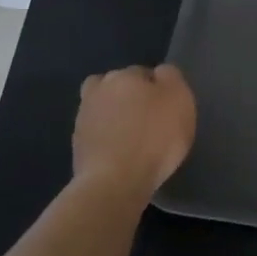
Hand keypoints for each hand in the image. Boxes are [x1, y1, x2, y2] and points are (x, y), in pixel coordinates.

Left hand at [73, 65, 196, 195]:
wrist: (115, 182)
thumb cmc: (154, 136)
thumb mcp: (179, 98)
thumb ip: (171, 78)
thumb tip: (159, 73)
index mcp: (124, 75)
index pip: (143, 73)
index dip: (157, 89)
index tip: (166, 107)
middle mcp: (99, 90)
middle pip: (118, 87)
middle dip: (130, 98)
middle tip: (148, 120)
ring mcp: (83, 118)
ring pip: (104, 109)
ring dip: (115, 118)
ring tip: (133, 138)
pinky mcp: (77, 146)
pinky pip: (97, 134)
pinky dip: (107, 139)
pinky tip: (121, 154)